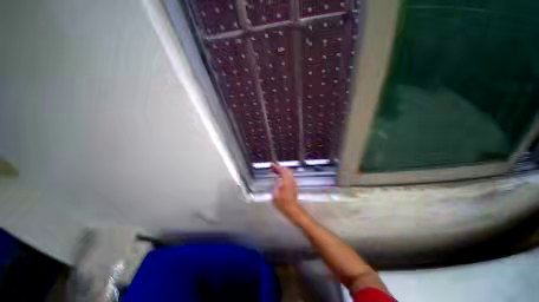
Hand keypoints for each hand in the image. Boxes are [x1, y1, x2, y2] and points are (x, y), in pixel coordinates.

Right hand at [272, 163, 299, 216]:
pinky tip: (280, 177)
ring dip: (282, 171)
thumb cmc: (283, 203)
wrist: (292, 208)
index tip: (273, 165)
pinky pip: (289, 177)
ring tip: (276, 172)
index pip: (282, 170)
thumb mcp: (275, 193)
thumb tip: (275, 179)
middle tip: (274, 168)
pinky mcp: (294, 186)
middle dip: (280, 167)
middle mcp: (291, 180)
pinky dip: (284, 174)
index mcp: (287, 181)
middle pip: (287, 170)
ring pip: (289, 173)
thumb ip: (275, 185)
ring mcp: (293, 183)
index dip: (277, 167)